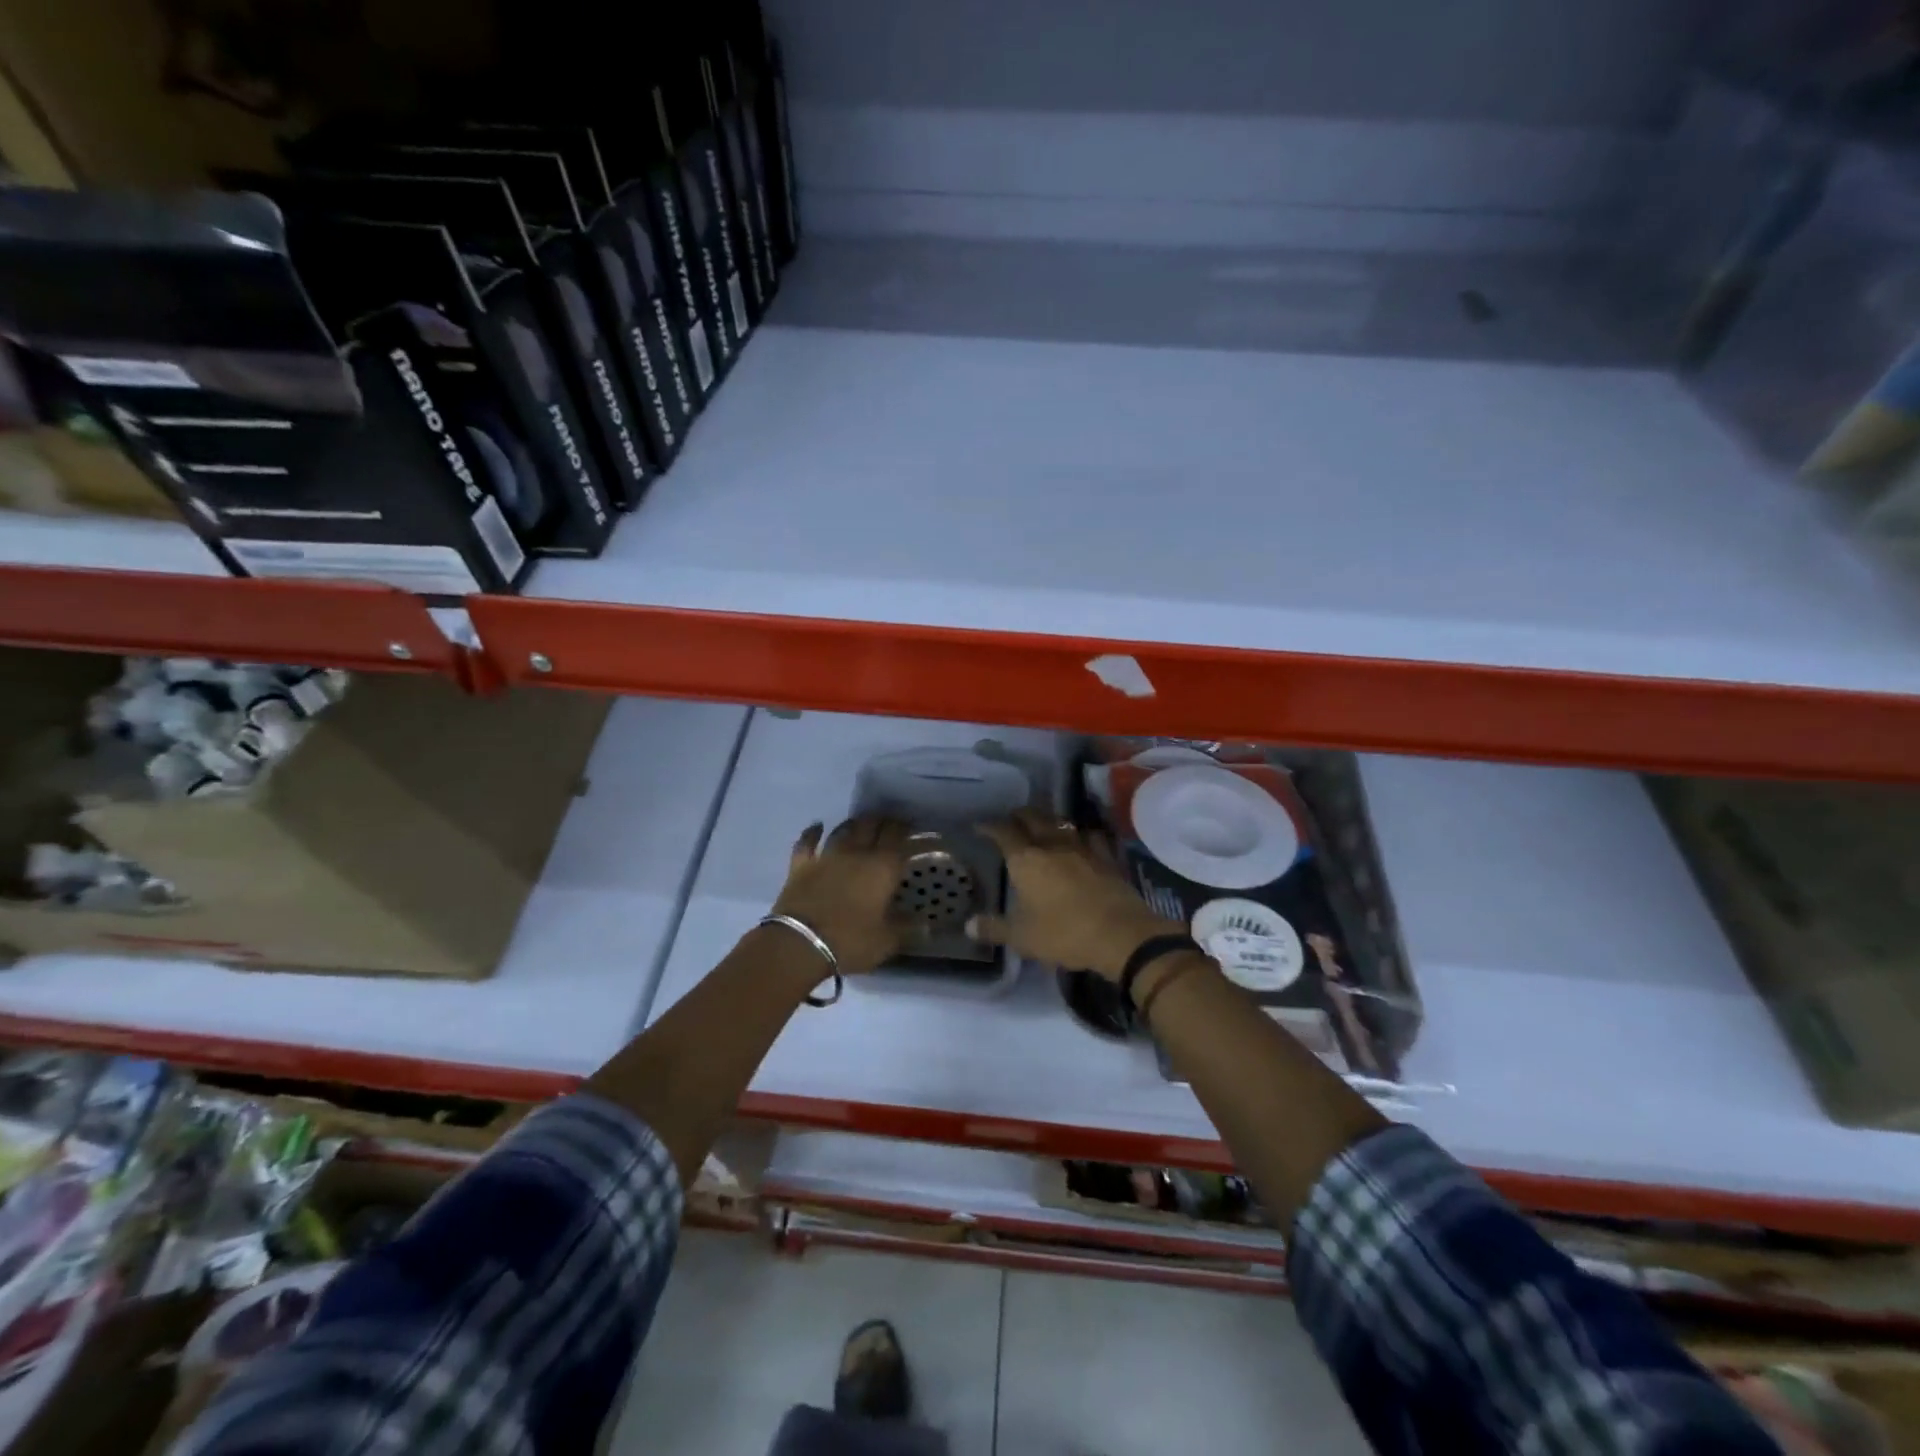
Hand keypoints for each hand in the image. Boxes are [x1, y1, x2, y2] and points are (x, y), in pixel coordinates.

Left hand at [770, 815, 911, 974]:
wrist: (800, 944)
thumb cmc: (851, 941)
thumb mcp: (887, 941)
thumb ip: (907, 928)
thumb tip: (927, 924)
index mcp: (883, 867)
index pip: (898, 836)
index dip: (905, 827)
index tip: (911, 826)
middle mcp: (857, 853)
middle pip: (871, 826)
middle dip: (882, 821)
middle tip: (889, 822)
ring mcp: (827, 856)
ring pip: (843, 830)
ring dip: (854, 824)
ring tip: (861, 823)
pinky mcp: (801, 865)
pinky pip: (807, 842)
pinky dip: (813, 832)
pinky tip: (817, 826)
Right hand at [972, 809, 1184, 980]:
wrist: (1120, 934)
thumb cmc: (1063, 934)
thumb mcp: (1022, 938)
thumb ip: (995, 928)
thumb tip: (969, 926)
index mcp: (1026, 860)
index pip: (1003, 833)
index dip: (990, 827)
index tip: (981, 826)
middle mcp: (1052, 845)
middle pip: (1033, 818)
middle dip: (1019, 816)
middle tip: (1011, 820)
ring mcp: (1083, 848)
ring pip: (1062, 823)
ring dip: (1049, 821)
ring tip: (1043, 825)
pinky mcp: (1107, 857)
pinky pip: (1091, 836)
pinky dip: (1082, 834)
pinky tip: (1083, 839)